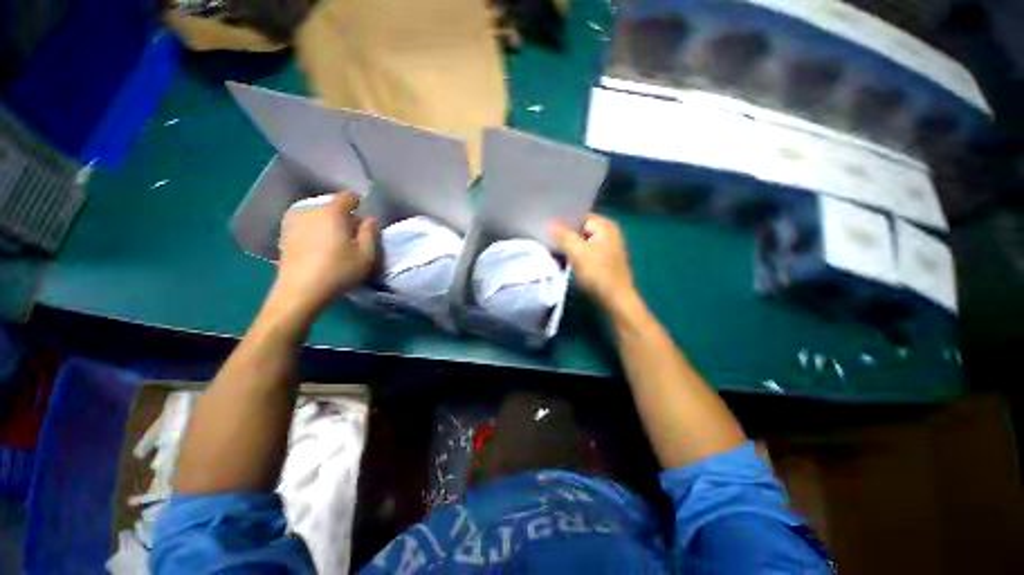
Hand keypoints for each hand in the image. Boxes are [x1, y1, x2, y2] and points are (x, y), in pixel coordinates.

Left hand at [269, 192, 375, 321]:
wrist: (297, 293)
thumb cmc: (335, 273)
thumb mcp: (365, 257)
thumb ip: (370, 233)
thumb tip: (369, 219)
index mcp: (333, 209)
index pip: (350, 196)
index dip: (358, 207)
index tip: (360, 225)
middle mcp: (312, 208)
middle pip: (331, 206)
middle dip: (340, 217)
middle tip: (346, 238)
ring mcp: (295, 220)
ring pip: (315, 216)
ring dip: (323, 225)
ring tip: (327, 246)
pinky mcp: (283, 235)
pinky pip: (303, 227)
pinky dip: (309, 234)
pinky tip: (312, 251)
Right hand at [551, 214, 638, 313]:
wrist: (616, 301)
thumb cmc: (599, 274)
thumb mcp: (578, 253)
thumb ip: (564, 235)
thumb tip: (550, 222)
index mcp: (605, 225)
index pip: (579, 215)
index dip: (562, 219)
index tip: (545, 223)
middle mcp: (609, 232)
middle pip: (581, 227)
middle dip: (565, 232)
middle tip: (544, 234)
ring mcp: (608, 247)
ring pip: (583, 240)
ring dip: (570, 244)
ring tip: (551, 245)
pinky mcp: (605, 260)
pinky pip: (587, 250)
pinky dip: (577, 253)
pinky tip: (564, 257)